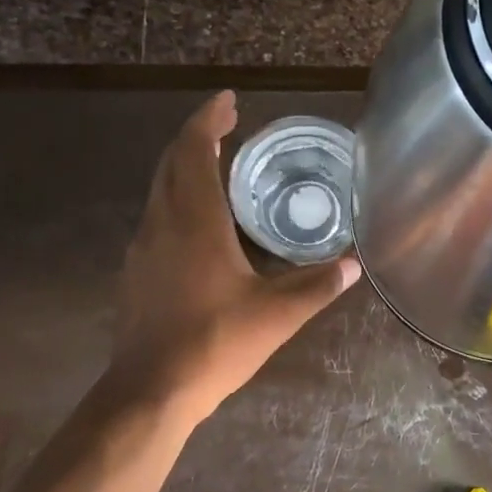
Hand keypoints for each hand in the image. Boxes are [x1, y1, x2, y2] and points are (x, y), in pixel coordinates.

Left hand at [110, 92, 358, 420]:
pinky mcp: (137, 272)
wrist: (150, 391)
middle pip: (171, 162)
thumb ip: (317, 285)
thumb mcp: (276, 314)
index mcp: (194, 222)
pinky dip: (178, 198)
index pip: (193, 150)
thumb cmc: (214, 343)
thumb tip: (354, 265)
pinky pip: (157, 216)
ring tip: (219, 165)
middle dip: (197, 136)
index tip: (228, 100)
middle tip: (228, 125)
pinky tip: (202, 222)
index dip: (208, 119)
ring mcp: (143, 248)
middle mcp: (162, 224)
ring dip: (185, 166)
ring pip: (160, 189)